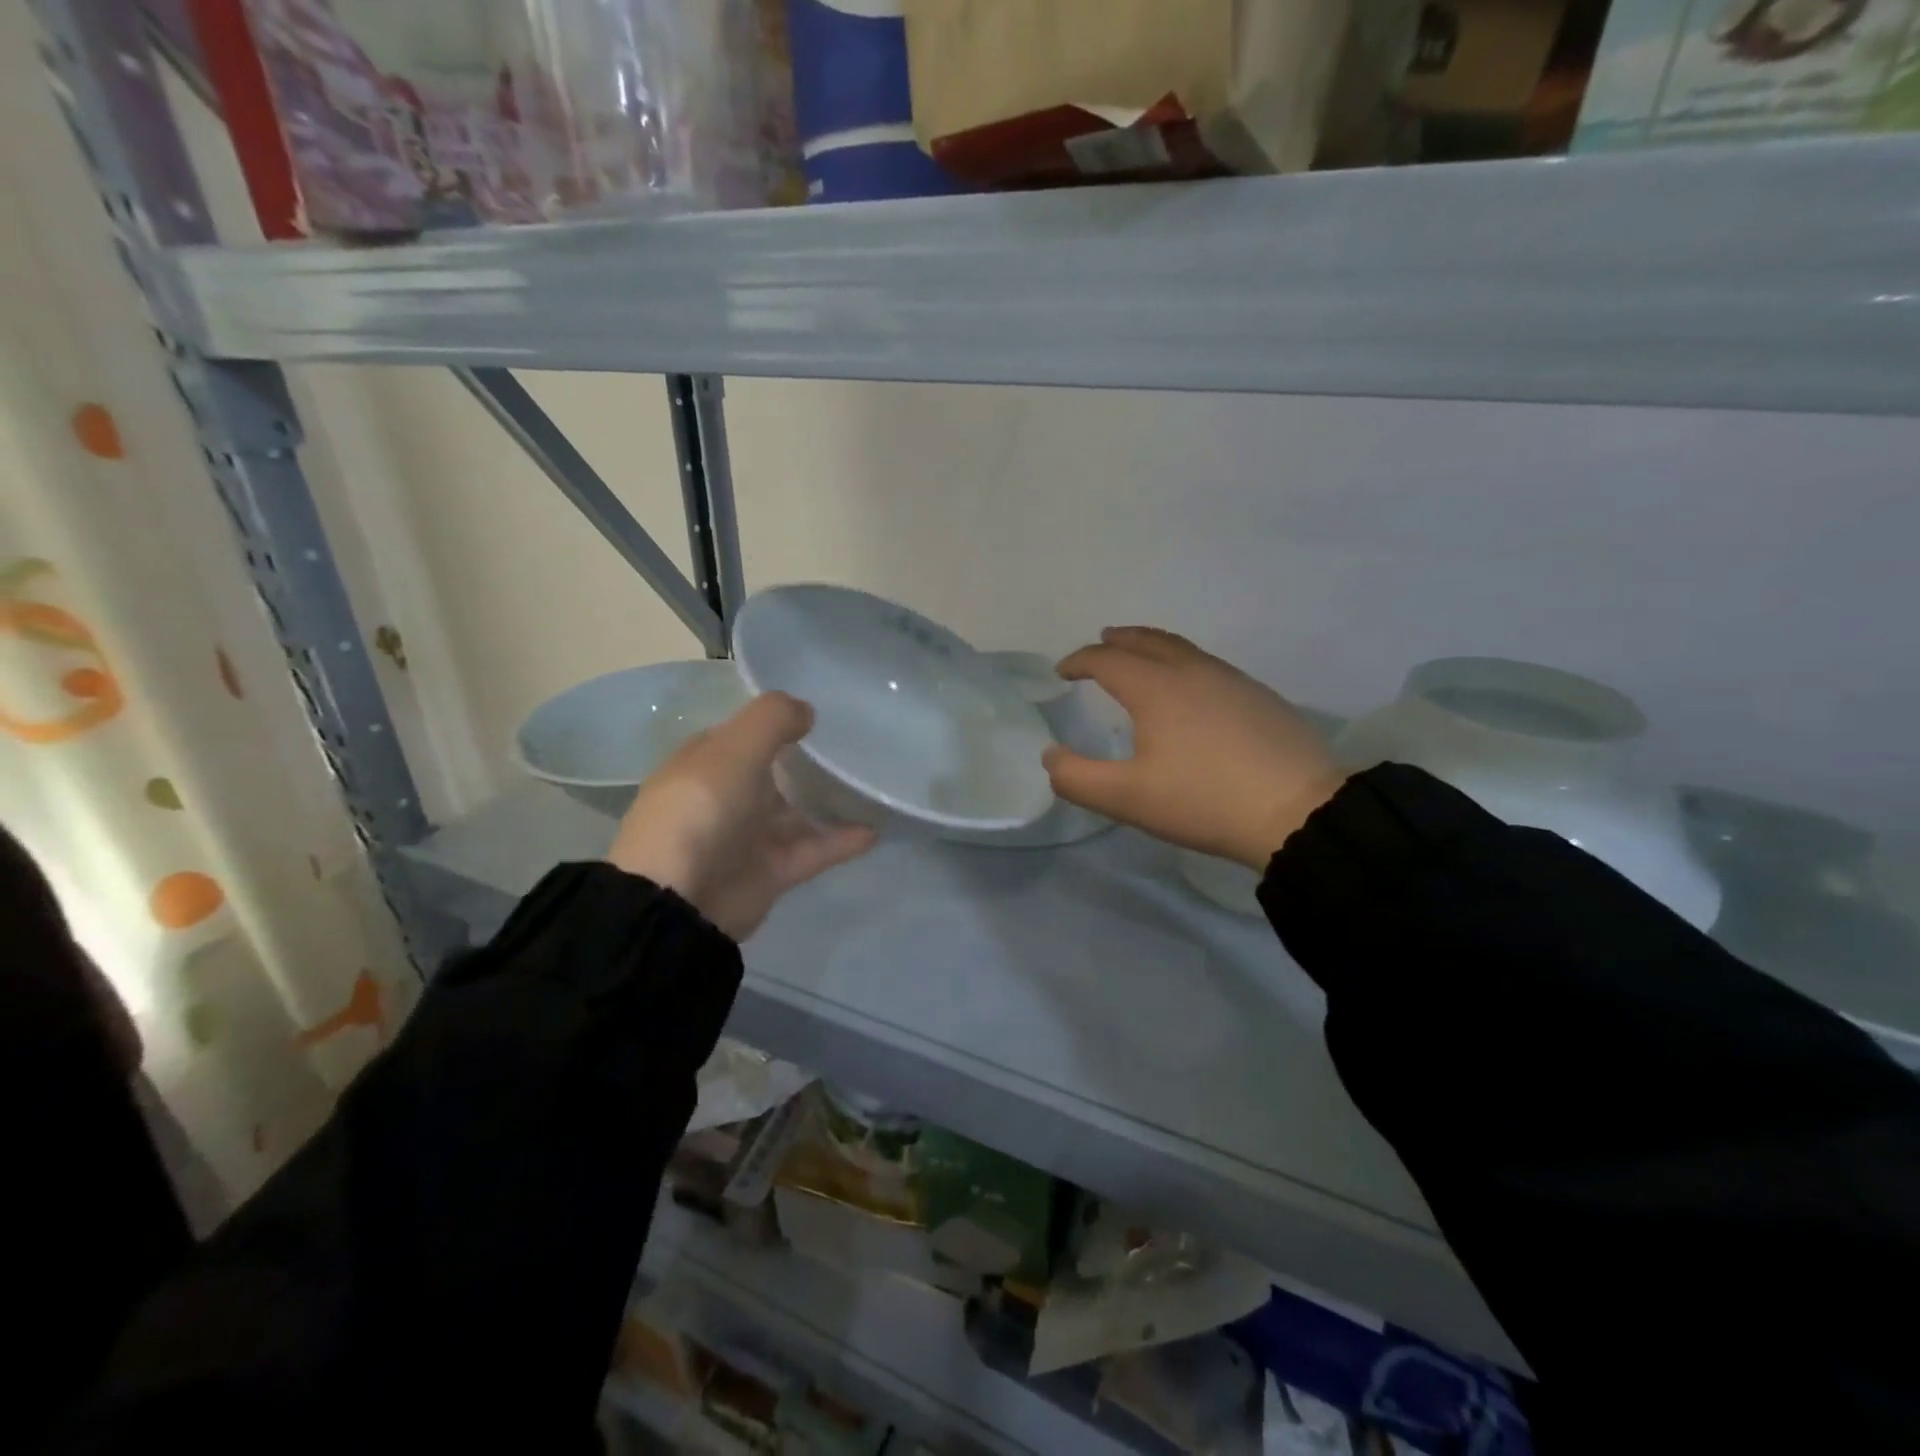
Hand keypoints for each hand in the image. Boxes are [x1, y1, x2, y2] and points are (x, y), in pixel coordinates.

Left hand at [608, 692, 875, 940]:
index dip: (775, 722)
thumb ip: (772, 720)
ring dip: (829, 801)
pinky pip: (814, 849)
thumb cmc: (701, 810)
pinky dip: (841, 841)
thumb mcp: (734, 749)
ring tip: (873, 785)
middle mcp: (726, 796)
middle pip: (772, 773)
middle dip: (806, 760)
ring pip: (795, 812)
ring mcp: (749, 836)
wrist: (681, 900)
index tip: (820, 713)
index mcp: (706, 763)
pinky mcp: (772, 871)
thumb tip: (807, 710)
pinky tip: (875, 830)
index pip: (742, 734)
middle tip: (857, 744)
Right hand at [1046, 627, 1343, 868]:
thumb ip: (1077, 778)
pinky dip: (1184, 663)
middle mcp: (1192, 671)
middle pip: (1148, 641)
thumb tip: (1051, 755)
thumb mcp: (1127, 798)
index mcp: (1156, 688)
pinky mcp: (1260, 697)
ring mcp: (1232, 680)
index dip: (1079, 661)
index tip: (1062, 672)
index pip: (1107, 660)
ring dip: (1153, 646)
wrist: (1299, 811)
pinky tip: (1191, 688)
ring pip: (1183, 649)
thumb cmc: (1203, 801)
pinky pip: (1209, 665)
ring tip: (1142, 655)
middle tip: (1102, 640)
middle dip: (1119, 640)